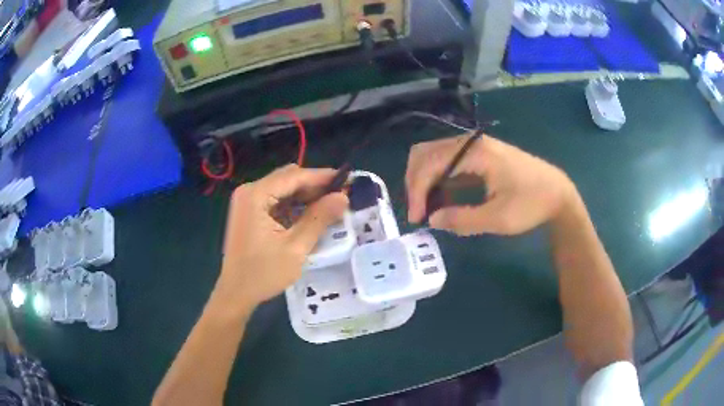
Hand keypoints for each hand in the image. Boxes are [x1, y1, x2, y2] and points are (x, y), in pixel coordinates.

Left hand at [217, 165, 347, 310]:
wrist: (236, 293)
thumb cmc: (263, 273)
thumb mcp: (296, 247)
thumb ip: (319, 218)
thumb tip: (343, 197)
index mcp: (256, 195)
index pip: (294, 176)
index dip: (322, 177)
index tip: (347, 180)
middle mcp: (249, 191)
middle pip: (288, 178)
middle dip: (314, 186)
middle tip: (339, 197)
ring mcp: (247, 201)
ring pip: (283, 188)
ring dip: (305, 195)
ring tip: (329, 207)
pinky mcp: (248, 212)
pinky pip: (275, 200)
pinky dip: (293, 205)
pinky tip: (309, 215)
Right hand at [406, 133, 577, 235]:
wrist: (557, 193)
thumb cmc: (532, 204)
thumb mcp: (499, 219)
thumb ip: (463, 219)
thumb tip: (432, 220)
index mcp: (476, 153)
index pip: (432, 164)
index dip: (418, 191)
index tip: (416, 219)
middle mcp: (471, 143)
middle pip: (426, 153)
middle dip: (415, 183)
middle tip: (418, 212)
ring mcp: (474, 146)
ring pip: (434, 155)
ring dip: (424, 180)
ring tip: (428, 209)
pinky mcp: (478, 154)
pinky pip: (448, 161)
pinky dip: (438, 179)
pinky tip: (442, 199)